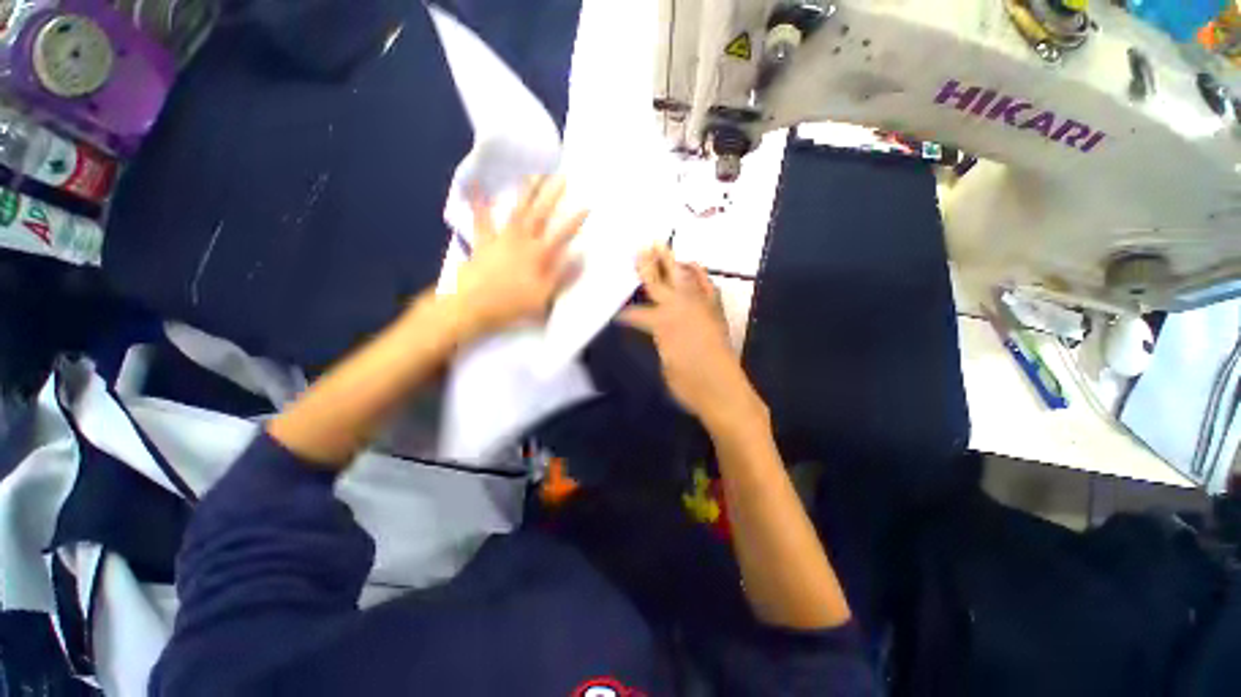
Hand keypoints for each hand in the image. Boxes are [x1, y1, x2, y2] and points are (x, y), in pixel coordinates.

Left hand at [451, 177, 587, 341]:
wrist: (473, 305)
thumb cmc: (510, 305)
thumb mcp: (543, 296)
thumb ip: (563, 275)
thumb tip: (582, 255)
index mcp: (539, 255)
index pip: (562, 235)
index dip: (575, 221)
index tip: (588, 205)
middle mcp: (523, 241)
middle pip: (540, 214)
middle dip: (552, 195)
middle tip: (562, 176)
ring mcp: (502, 238)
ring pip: (517, 211)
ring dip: (526, 192)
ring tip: (532, 174)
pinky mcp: (483, 240)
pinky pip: (481, 218)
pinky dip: (478, 201)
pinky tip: (474, 184)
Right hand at [620, 247, 765, 429]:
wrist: (721, 388)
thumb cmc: (686, 383)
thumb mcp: (663, 363)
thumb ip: (657, 339)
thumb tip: (650, 327)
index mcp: (660, 321)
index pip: (634, 313)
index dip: (624, 312)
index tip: (613, 307)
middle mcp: (677, 307)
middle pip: (657, 280)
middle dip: (647, 264)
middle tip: (640, 246)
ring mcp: (698, 305)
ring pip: (681, 275)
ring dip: (671, 261)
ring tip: (661, 246)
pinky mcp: (714, 310)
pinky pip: (706, 285)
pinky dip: (698, 274)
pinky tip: (692, 266)